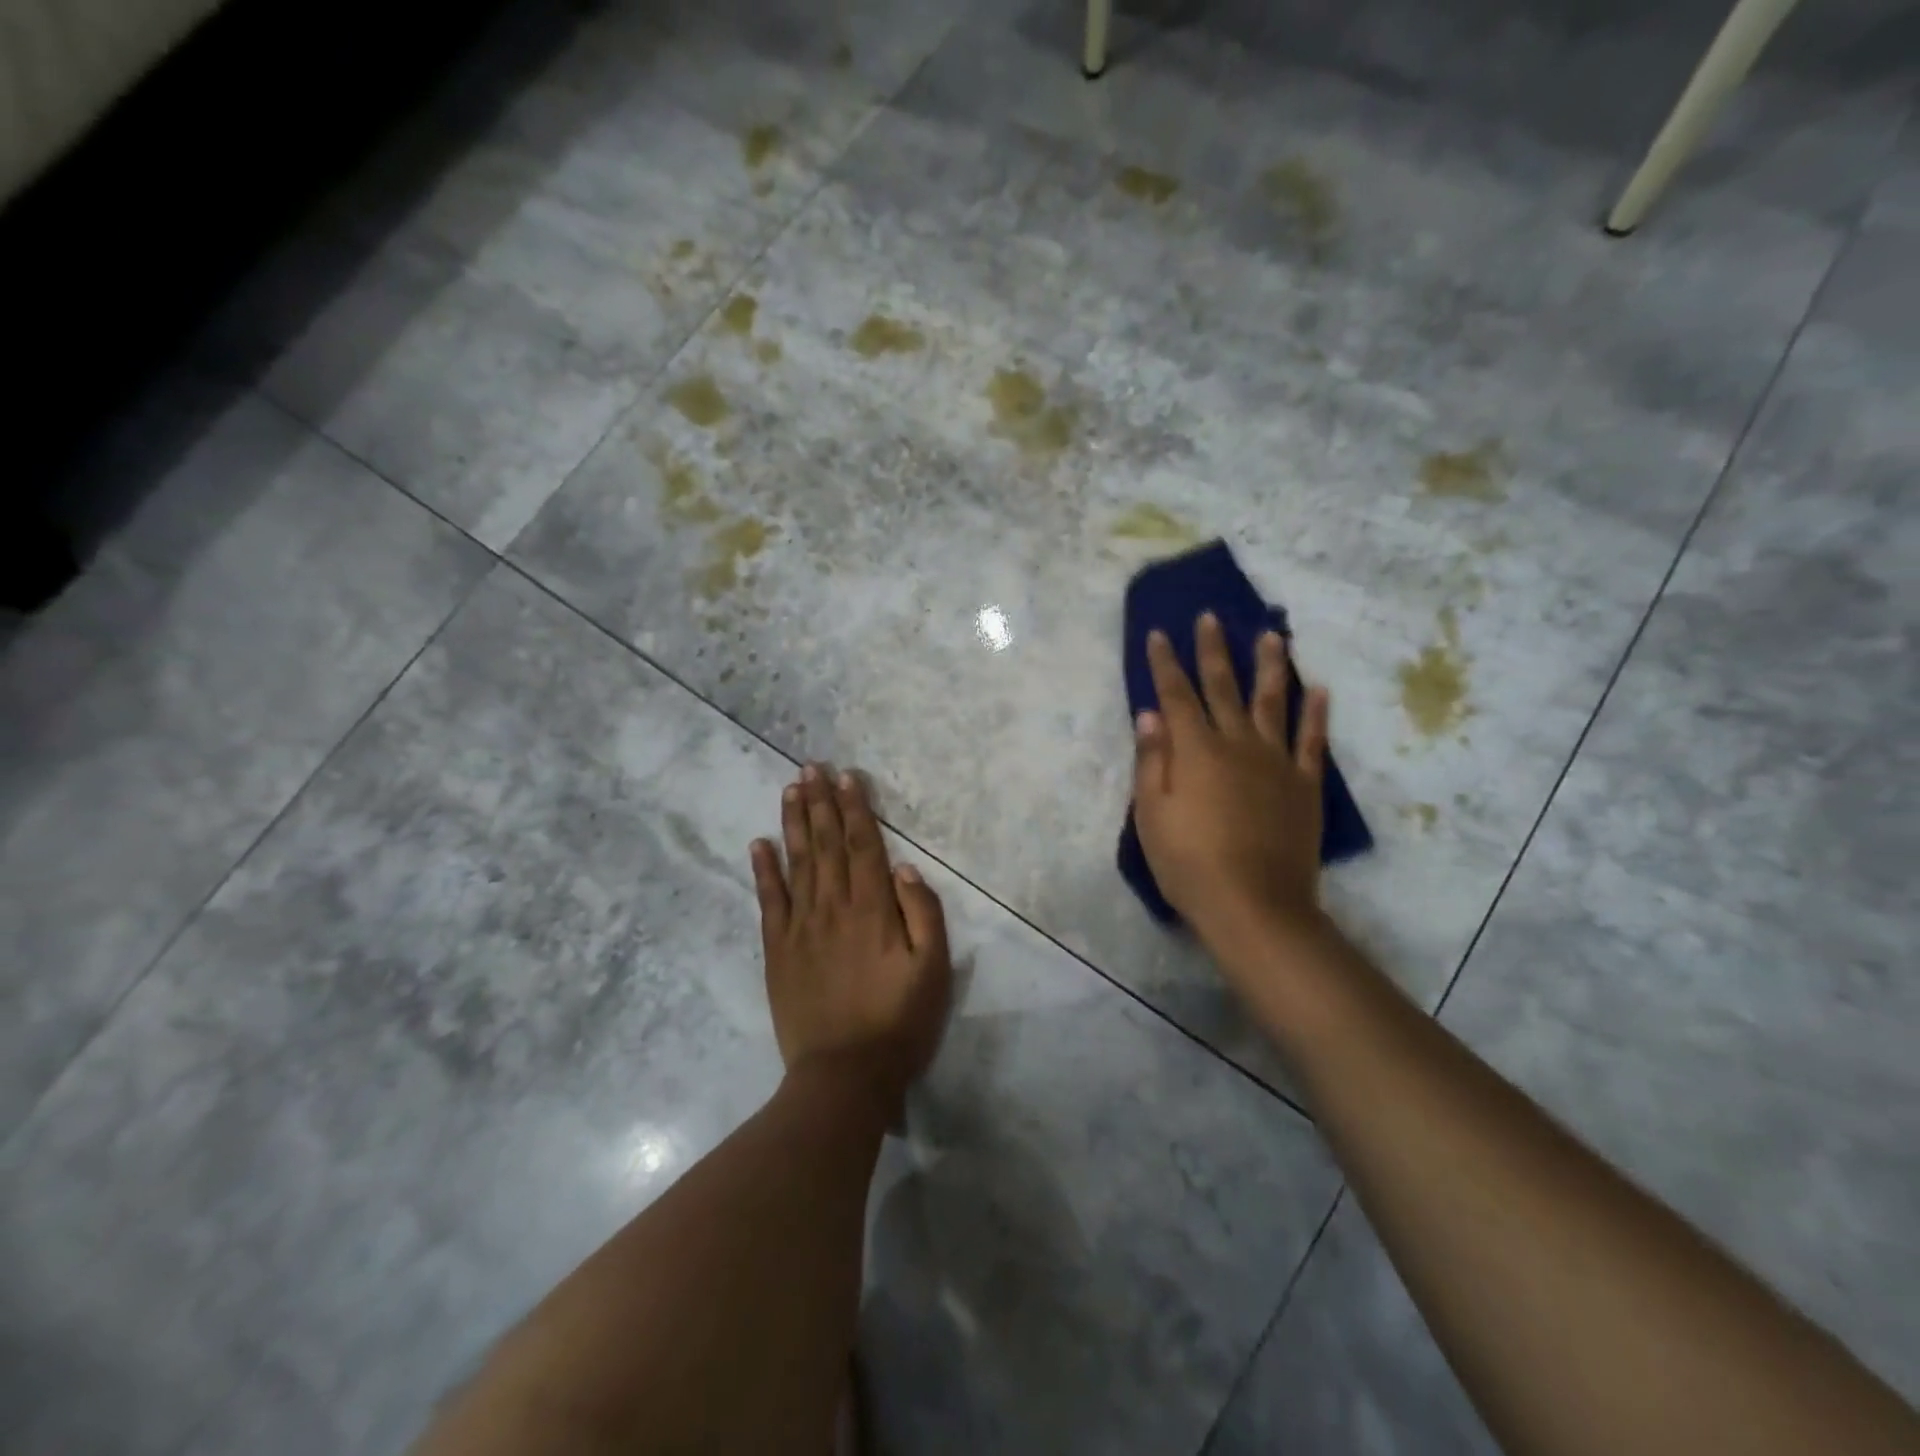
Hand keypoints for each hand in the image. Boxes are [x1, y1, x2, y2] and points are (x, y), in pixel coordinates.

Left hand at [751, 764, 951, 1112]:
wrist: (844, 1075)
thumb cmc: (898, 1022)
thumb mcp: (933, 970)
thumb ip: (923, 914)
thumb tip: (904, 868)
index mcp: (873, 910)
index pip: (862, 846)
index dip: (855, 809)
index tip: (846, 777)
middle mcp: (834, 907)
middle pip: (826, 845)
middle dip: (821, 803)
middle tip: (811, 767)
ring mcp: (801, 927)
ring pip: (797, 863)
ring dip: (794, 823)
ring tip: (790, 789)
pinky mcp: (778, 950)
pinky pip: (769, 901)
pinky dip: (763, 870)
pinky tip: (759, 844)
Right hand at [1132, 614, 1330, 954]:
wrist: (1254, 905)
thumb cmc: (1189, 863)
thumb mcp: (1151, 815)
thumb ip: (1151, 760)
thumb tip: (1150, 714)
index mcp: (1195, 750)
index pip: (1176, 695)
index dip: (1166, 663)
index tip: (1160, 634)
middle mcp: (1237, 744)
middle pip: (1223, 687)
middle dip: (1213, 650)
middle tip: (1211, 617)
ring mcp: (1276, 762)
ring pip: (1272, 702)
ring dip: (1270, 666)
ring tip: (1272, 635)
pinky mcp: (1304, 785)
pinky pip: (1312, 741)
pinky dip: (1316, 713)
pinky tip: (1318, 689)